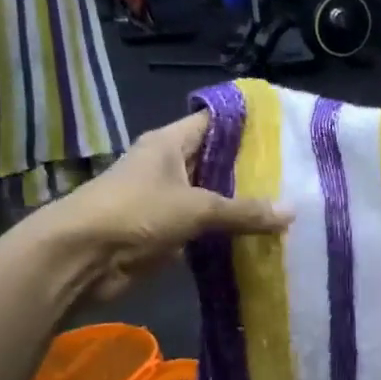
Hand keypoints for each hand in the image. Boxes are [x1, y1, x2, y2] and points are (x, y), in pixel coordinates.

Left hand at [34, 112, 288, 300]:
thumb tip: (293, 212)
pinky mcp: (167, 231)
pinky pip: (207, 227)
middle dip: (253, 168)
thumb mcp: (197, 207)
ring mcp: (168, 199)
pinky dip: (229, 231)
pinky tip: (263, 235)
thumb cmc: (136, 213)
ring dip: (243, 204)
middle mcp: (169, 165)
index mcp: (169, 143)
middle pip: (218, 160)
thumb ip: (244, 211)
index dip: (248, 124)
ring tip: (290, 203)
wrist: (81, 258)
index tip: (285, 130)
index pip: (215, 122)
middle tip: (299, 173)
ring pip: (215, 196)